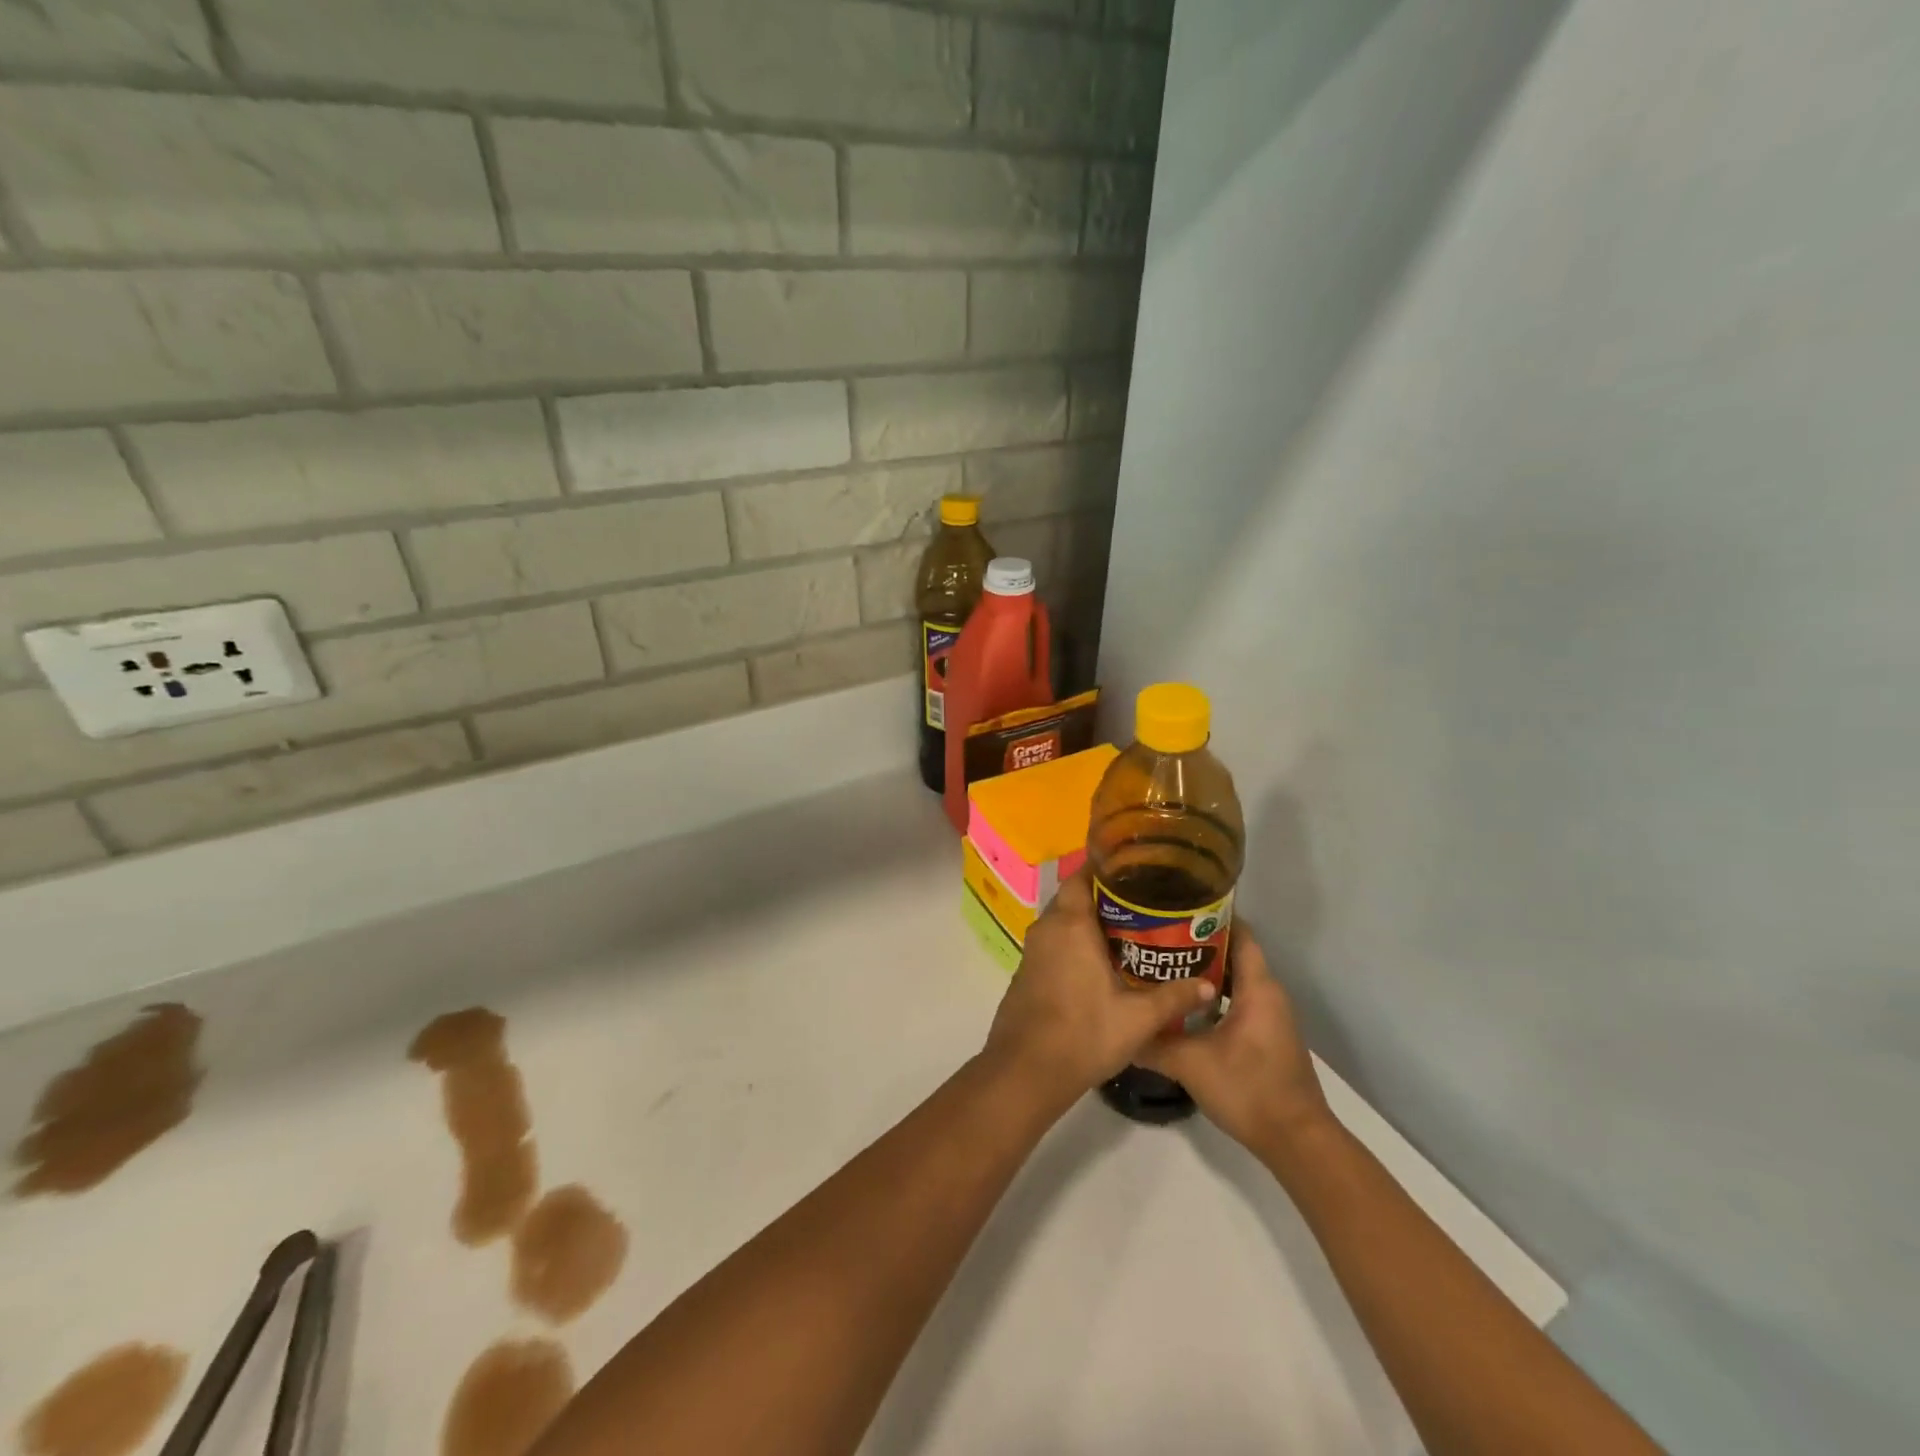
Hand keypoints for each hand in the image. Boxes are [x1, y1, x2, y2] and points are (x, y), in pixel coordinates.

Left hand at [980, 867, 1215, 1114]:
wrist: (1025, 1071)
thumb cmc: (1083, 1035)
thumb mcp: (1137, 1019)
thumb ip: (1173, 997)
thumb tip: (1207, 986)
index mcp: (1070, 925)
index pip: (1081, 877)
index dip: (1104, 869)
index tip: (1134, 870)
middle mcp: (1047, 929)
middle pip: (1074, 898)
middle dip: (1105, 897)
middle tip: (1144, 904)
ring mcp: (1033, 952)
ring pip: (1063, 922)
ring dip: (1090, 923)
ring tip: (1130, 931)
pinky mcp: (1027, 973)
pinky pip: (1054, 944)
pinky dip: (1075, 943)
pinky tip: (1101, 962)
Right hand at [1137, 928, 1332, 1161]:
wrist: (1296, 1142)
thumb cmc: (1248, 1090)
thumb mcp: (1191, 1064)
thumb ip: (1153, 1044)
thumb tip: (1119, 1031)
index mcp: (1257, 988)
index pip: (1239, 933)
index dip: (1211, 916)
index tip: (1176, 906)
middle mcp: (1267, 994)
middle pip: (1233, 953)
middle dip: (1196, 942)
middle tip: (1156, 935)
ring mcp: (1269, 1016)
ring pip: (1233, 979)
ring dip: (1202, 972)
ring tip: (1161, 965)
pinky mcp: (1265, 1036)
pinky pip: (1236, 1000)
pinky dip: (1211, 996)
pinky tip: (1181, 1005)